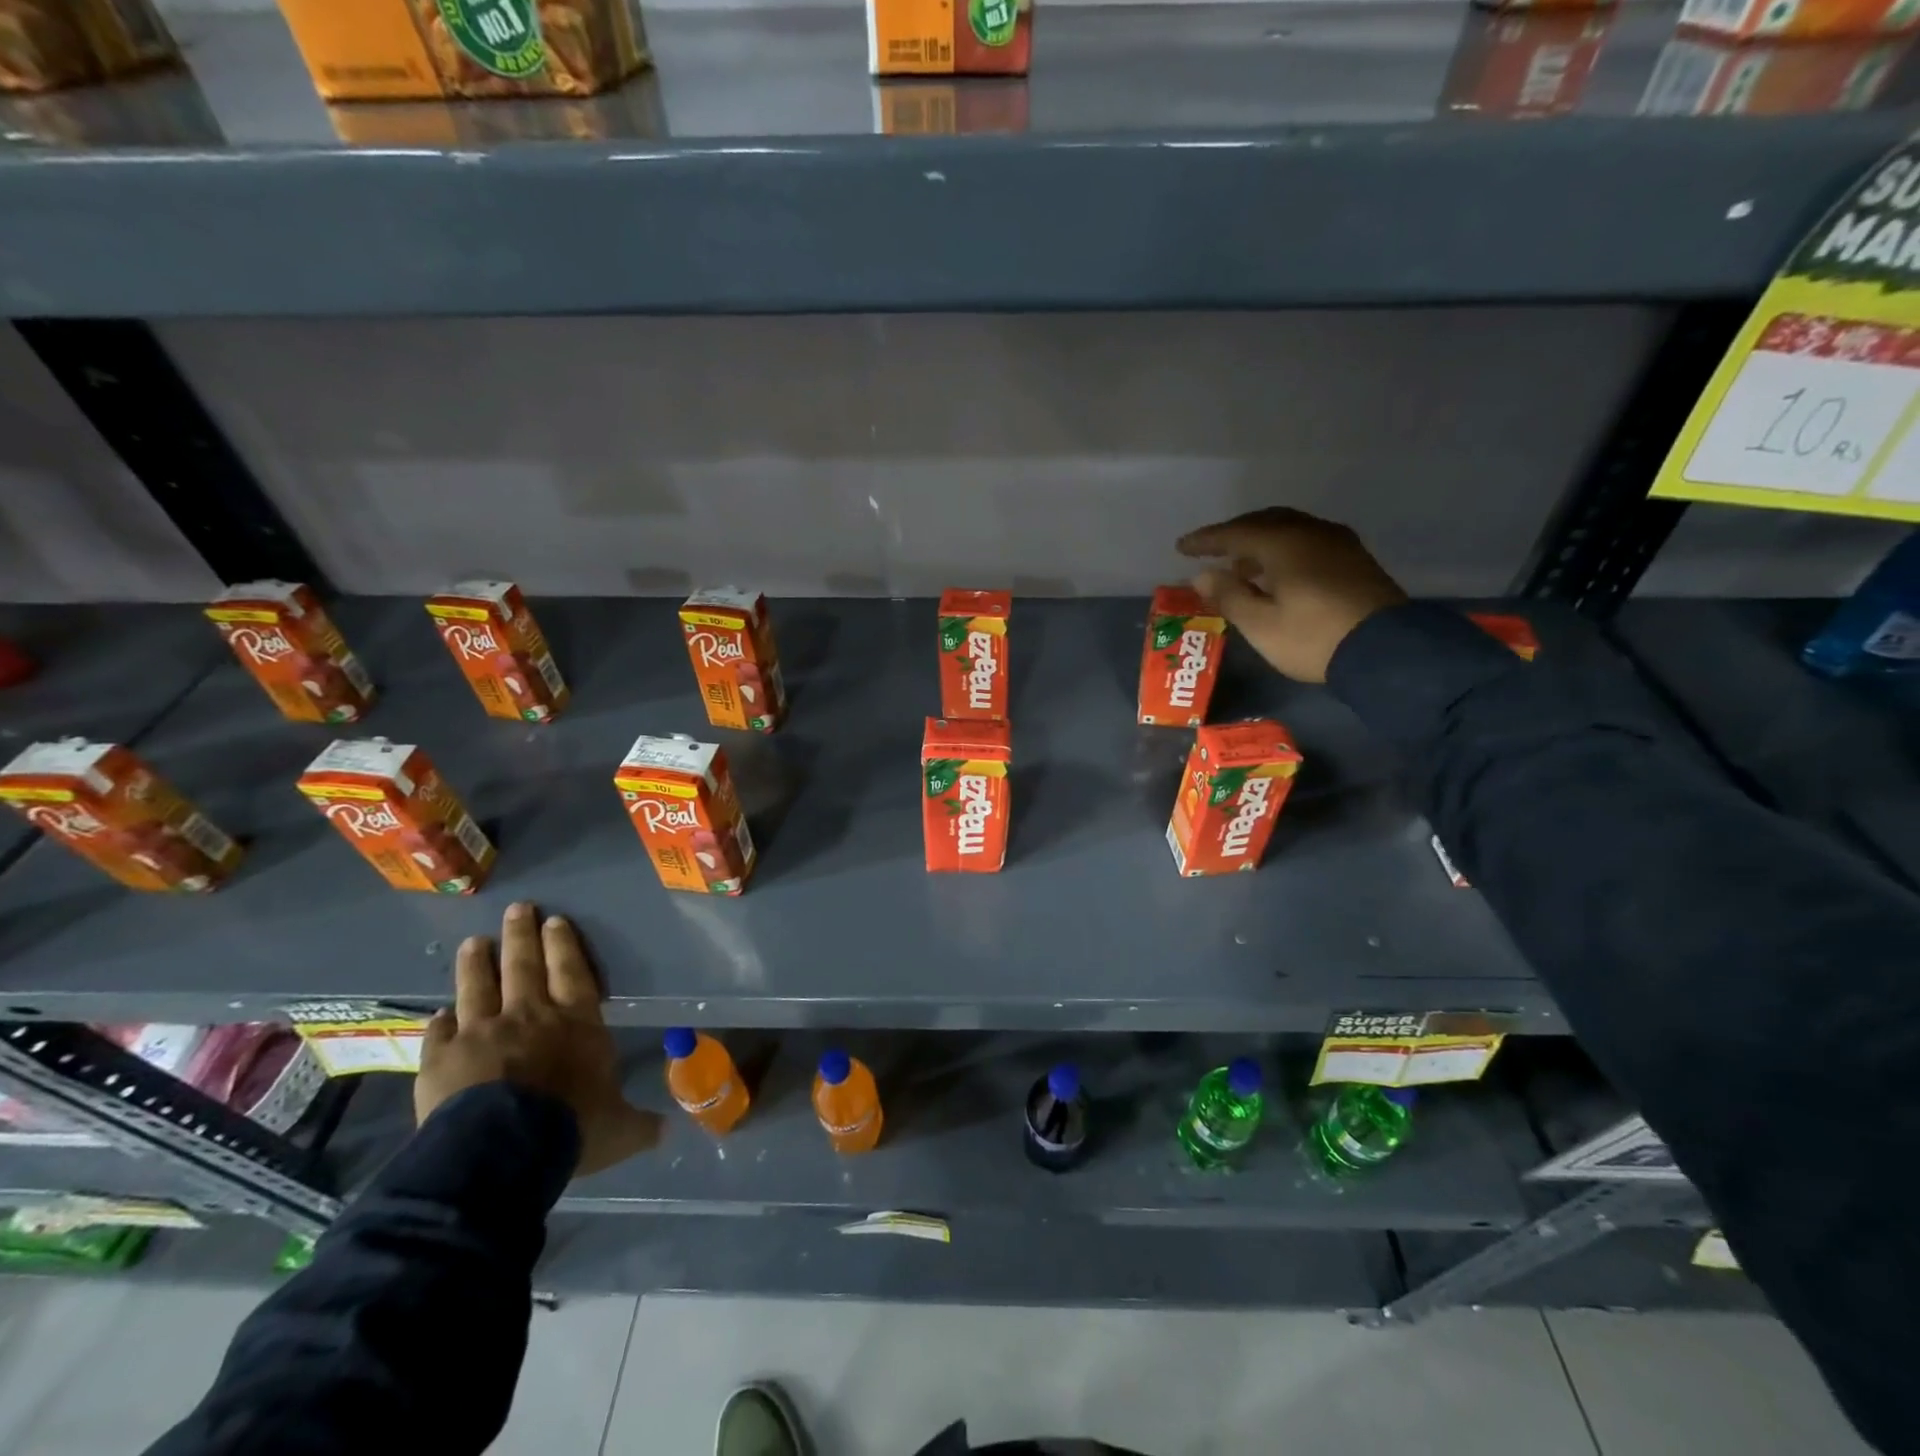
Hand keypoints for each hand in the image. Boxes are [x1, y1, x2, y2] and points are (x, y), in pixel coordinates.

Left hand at [416, 902, 657, 1176]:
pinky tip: (437, 1014)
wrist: (501, 1152)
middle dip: (521, 935)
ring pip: (478, 987)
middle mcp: (530, 1016)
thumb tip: (667, 1132)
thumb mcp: (618, 1129)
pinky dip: (439, 1022)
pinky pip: (439, 1033)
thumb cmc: (571, 1128)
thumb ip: (639, 1124)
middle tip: (517, 909)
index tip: (555, 920)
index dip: (564, 945)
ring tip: (473, 942)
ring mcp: (482, 1033)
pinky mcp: (441, 1059)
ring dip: (476, 963)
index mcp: (576, 1023)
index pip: (572, 972)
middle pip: (524, 966)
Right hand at [1178, 507, 1407, 683]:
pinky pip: (1307, 541)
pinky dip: (1283, 549)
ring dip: (1259, 542)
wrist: (1386, 651)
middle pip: (1264, 522)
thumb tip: (1202, 575)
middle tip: (1211, 550)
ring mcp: (1338, 543)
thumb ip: (1229, 595)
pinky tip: (1276, 572)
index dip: (1205, 540)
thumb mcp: (1260, 624)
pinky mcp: (1354, 559)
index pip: (1235, 533)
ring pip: (1289, 529)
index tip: (1181, 547)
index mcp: (1284, 543)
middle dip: (1234, 534)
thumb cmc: (1313, 638)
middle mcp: (1311, 532)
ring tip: (1240, 565)